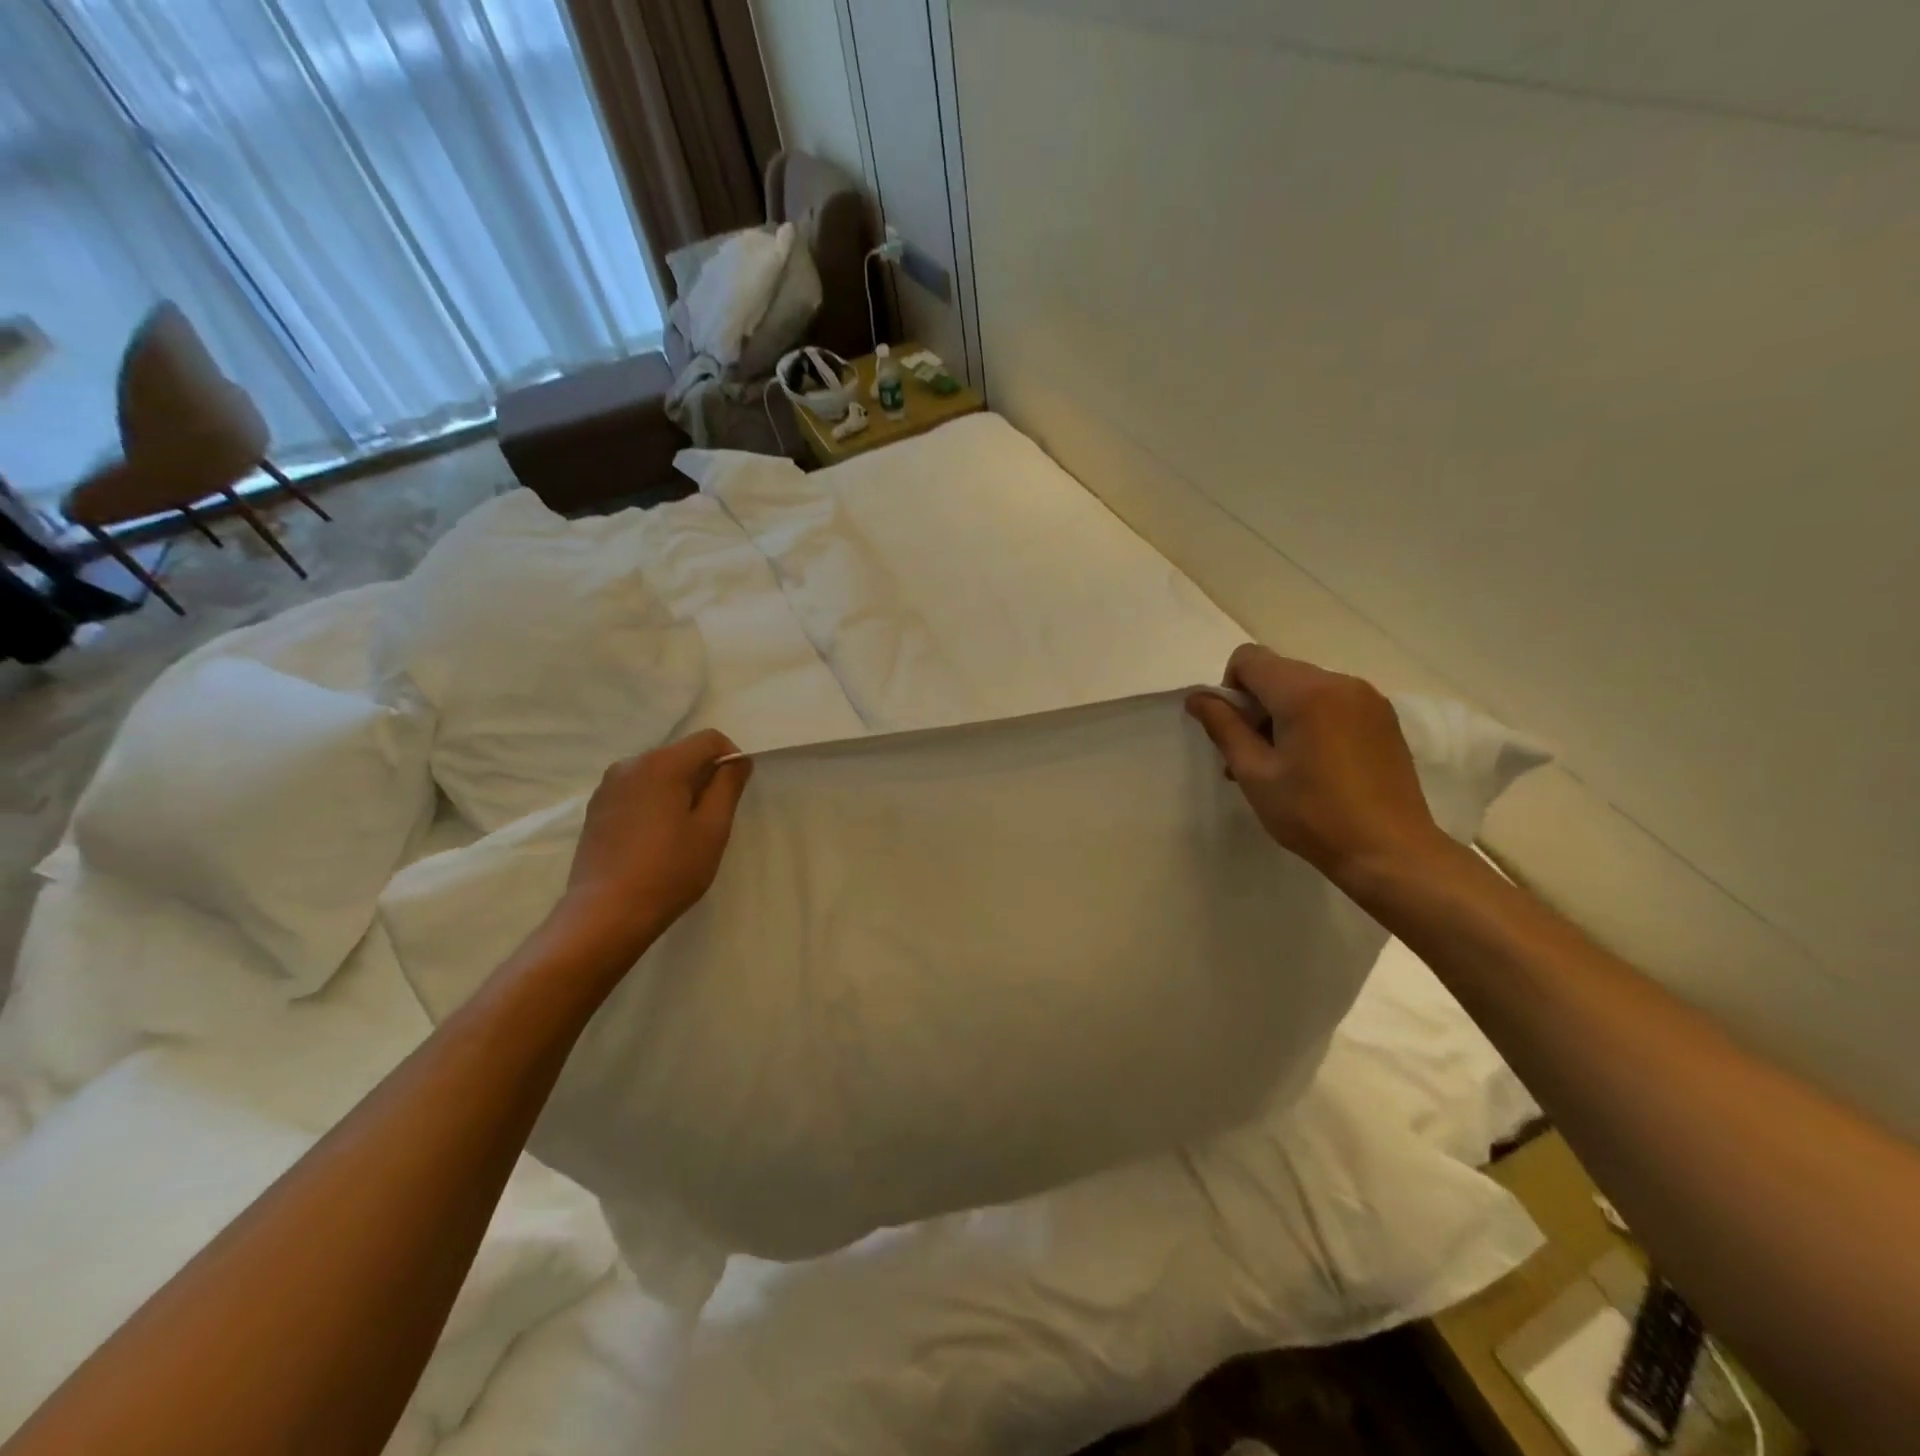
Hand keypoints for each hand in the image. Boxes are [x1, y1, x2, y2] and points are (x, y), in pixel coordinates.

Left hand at [557, 729, 752, 963]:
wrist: (605, 914)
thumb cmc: (669, 870)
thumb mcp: (712, 828)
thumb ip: (728, 786)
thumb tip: (737, 760)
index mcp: (661, 764)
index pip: (709, 739)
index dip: (730, 758)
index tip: (734, 793)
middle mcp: (630, 764)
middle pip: (682, 753)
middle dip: (704, 776)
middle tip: (712, 819)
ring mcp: (608, 786)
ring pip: (659, 773)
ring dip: (679, 791)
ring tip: (683, 832)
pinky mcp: (597, 808)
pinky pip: (638, 790)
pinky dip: (656, 802)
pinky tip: (656, 839)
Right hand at [1185, 645, 1446, 886]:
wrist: (1389, 851)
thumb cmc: (1312, 814)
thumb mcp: (1254, 773)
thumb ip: (1223, 727)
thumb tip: (1197, 698)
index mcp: (1305, 692)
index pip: (1249, 658)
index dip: (1230, 689)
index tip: (1236, 731)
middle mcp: (1340, 682)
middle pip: (1278, 672)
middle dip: (1257, 705)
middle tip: (1254, 756)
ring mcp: (1368, 698)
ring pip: (1305, 688)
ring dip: (1284, 715)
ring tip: (1285, 765)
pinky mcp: (1383, 718)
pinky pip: (1333, 703)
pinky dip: (1313, 721)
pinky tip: (1317, 765)